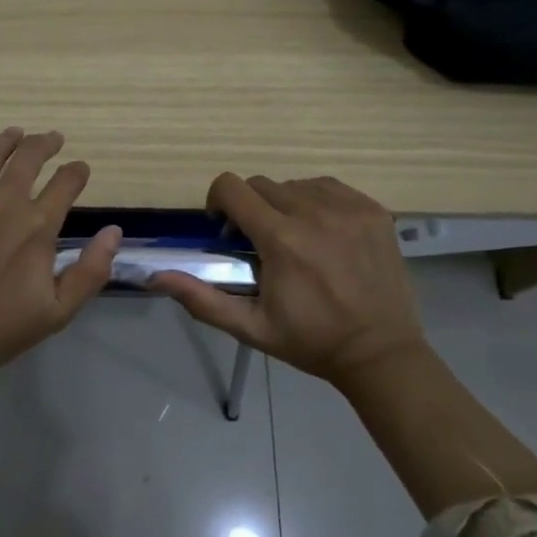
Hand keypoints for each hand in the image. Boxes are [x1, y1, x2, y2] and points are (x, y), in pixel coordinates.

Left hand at [0, 126, 121, 386]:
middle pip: (28, 158)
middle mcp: (2, 203)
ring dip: (8, 140)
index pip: (65, 184)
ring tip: (17, 133)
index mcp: (36, 227)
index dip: (76, 172)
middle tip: (52, 138)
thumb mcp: (58, 311)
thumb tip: (114, 231)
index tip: (80, 168)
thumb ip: (90, 271)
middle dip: (45, 144)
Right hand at [150, 174, 424, 384]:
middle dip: (250, 208)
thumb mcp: (250, 327)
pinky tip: (321, 231)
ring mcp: (348, 208)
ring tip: (293, 238)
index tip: (226, 229)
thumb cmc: (310, 341)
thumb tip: (156, 277)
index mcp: (281, 239)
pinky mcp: (373, 210)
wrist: (380, 353)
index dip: (218, 202)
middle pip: (261, 185)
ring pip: (294, 184)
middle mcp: (314, 212)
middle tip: (259, 242)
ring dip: (283, 204)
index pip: (232, 187)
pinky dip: (316, 201)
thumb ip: (201, 298)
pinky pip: (328, 187)